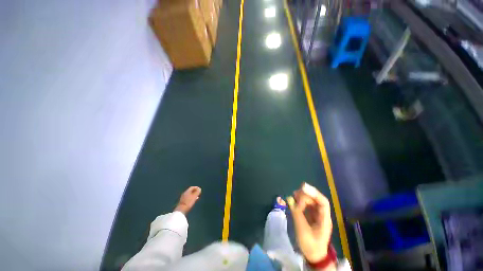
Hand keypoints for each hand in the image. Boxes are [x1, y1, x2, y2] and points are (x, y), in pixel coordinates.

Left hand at [174, 186, 200, 214]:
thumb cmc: (188, 202)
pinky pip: (188, 198)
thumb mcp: (194, 196)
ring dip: (193, 195)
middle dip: (195, 191)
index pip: (192, 187)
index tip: (199, 189)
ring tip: (197, 197)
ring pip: (189, 194)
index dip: (196, 187)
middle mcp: (184, 193)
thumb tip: (199, 188)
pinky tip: (193, 201)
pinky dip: (191, 198)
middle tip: (198, 193)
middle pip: (190, 190)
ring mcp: (183, 198)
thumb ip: (197, 192)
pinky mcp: (182, 202)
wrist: (181, 210)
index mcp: (187, 191)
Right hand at [287, 183, 332, 262]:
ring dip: (302, 197)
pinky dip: (300, 202)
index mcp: (324, 219)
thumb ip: (296, 213)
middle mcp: (322, 214)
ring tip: (293, 197)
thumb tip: (289, 198)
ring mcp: (317, 215)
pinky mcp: (311, 216)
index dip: (314, 193)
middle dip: (305, 195)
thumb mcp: (302, 229)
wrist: (314, 256)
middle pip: (315, 199)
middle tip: (294, 195)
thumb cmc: (310, 244)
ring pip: (311, 201)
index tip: (303, 187)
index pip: (323, 202)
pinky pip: (307, 205)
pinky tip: (294, 202)